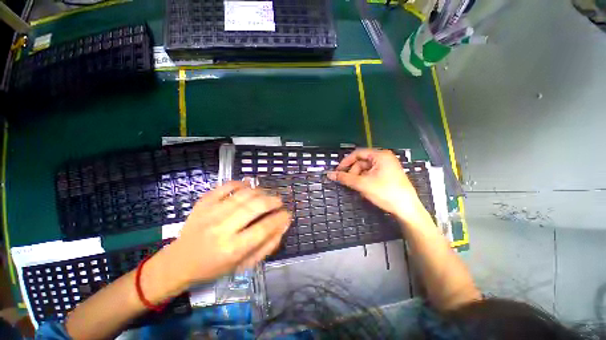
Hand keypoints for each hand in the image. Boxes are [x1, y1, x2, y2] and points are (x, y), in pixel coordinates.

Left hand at [161, 181, 290, 289]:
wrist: (179, 261)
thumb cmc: (214, 267)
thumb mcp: (244, 265)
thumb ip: (267, 246)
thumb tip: (284, 225)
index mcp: (232, 249)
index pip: (263, 228)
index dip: (279, 218)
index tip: (287, 214)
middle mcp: (221, 229)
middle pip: (255, 207)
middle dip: (273, 201)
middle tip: (279, 201)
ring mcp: (210, 212)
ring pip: (243, 194)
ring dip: (260, 192)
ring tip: (267, 195)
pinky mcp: (203, 202)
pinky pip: (226, 186)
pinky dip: (241, 184)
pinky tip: (248, 187)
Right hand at [327, 149, 429, 225]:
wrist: (407, 209)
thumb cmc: (386, 192)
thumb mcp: (362, 184)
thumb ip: (345, 178)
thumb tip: (330, 174)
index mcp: (380, 155)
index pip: (357, 153)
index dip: (346, 162)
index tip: (338, 171)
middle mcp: (384, 158)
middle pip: (361, 162)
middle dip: (353, 172)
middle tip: (348, 182)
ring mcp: (387, 167)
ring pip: (365, 169)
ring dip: (358, 178)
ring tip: (358, 188)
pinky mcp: (388, 175)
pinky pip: (371, 174)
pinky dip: (365, 180)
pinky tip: (364, 189)